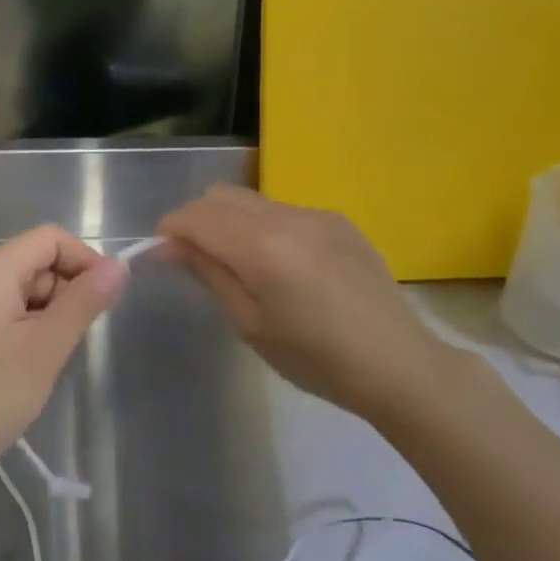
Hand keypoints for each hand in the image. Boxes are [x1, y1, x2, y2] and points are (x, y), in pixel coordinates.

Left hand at [0, 226, 127, 494]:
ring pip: (29, 294)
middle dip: (68, 293)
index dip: (85, 260)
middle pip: (40, 263)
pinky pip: (11, 318)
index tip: (106, 301)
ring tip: (48, 362)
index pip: (51, 238)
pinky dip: (31, 335)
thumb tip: (120, 265)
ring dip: (51, 318)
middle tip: (72, 342)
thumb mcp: (44, 348)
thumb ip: (84, 302)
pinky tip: (29, 371)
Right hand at [158, 186, 442, 421]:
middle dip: (196, 219)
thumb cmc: (317, 359)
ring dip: (230, 221)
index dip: (169, 229)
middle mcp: (288, 216)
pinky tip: (282, 265)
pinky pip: (284, 210)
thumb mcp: (251, 325)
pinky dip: (264, 226)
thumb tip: (170, 245)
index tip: (161, 253)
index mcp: (263, 247)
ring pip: (252, 200)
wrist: (398, 364)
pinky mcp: (338, 220)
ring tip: (239, 263)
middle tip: (194, 259)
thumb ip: (209, 274)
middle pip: (221, 196)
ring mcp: (317, 213)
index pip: (197, 216)